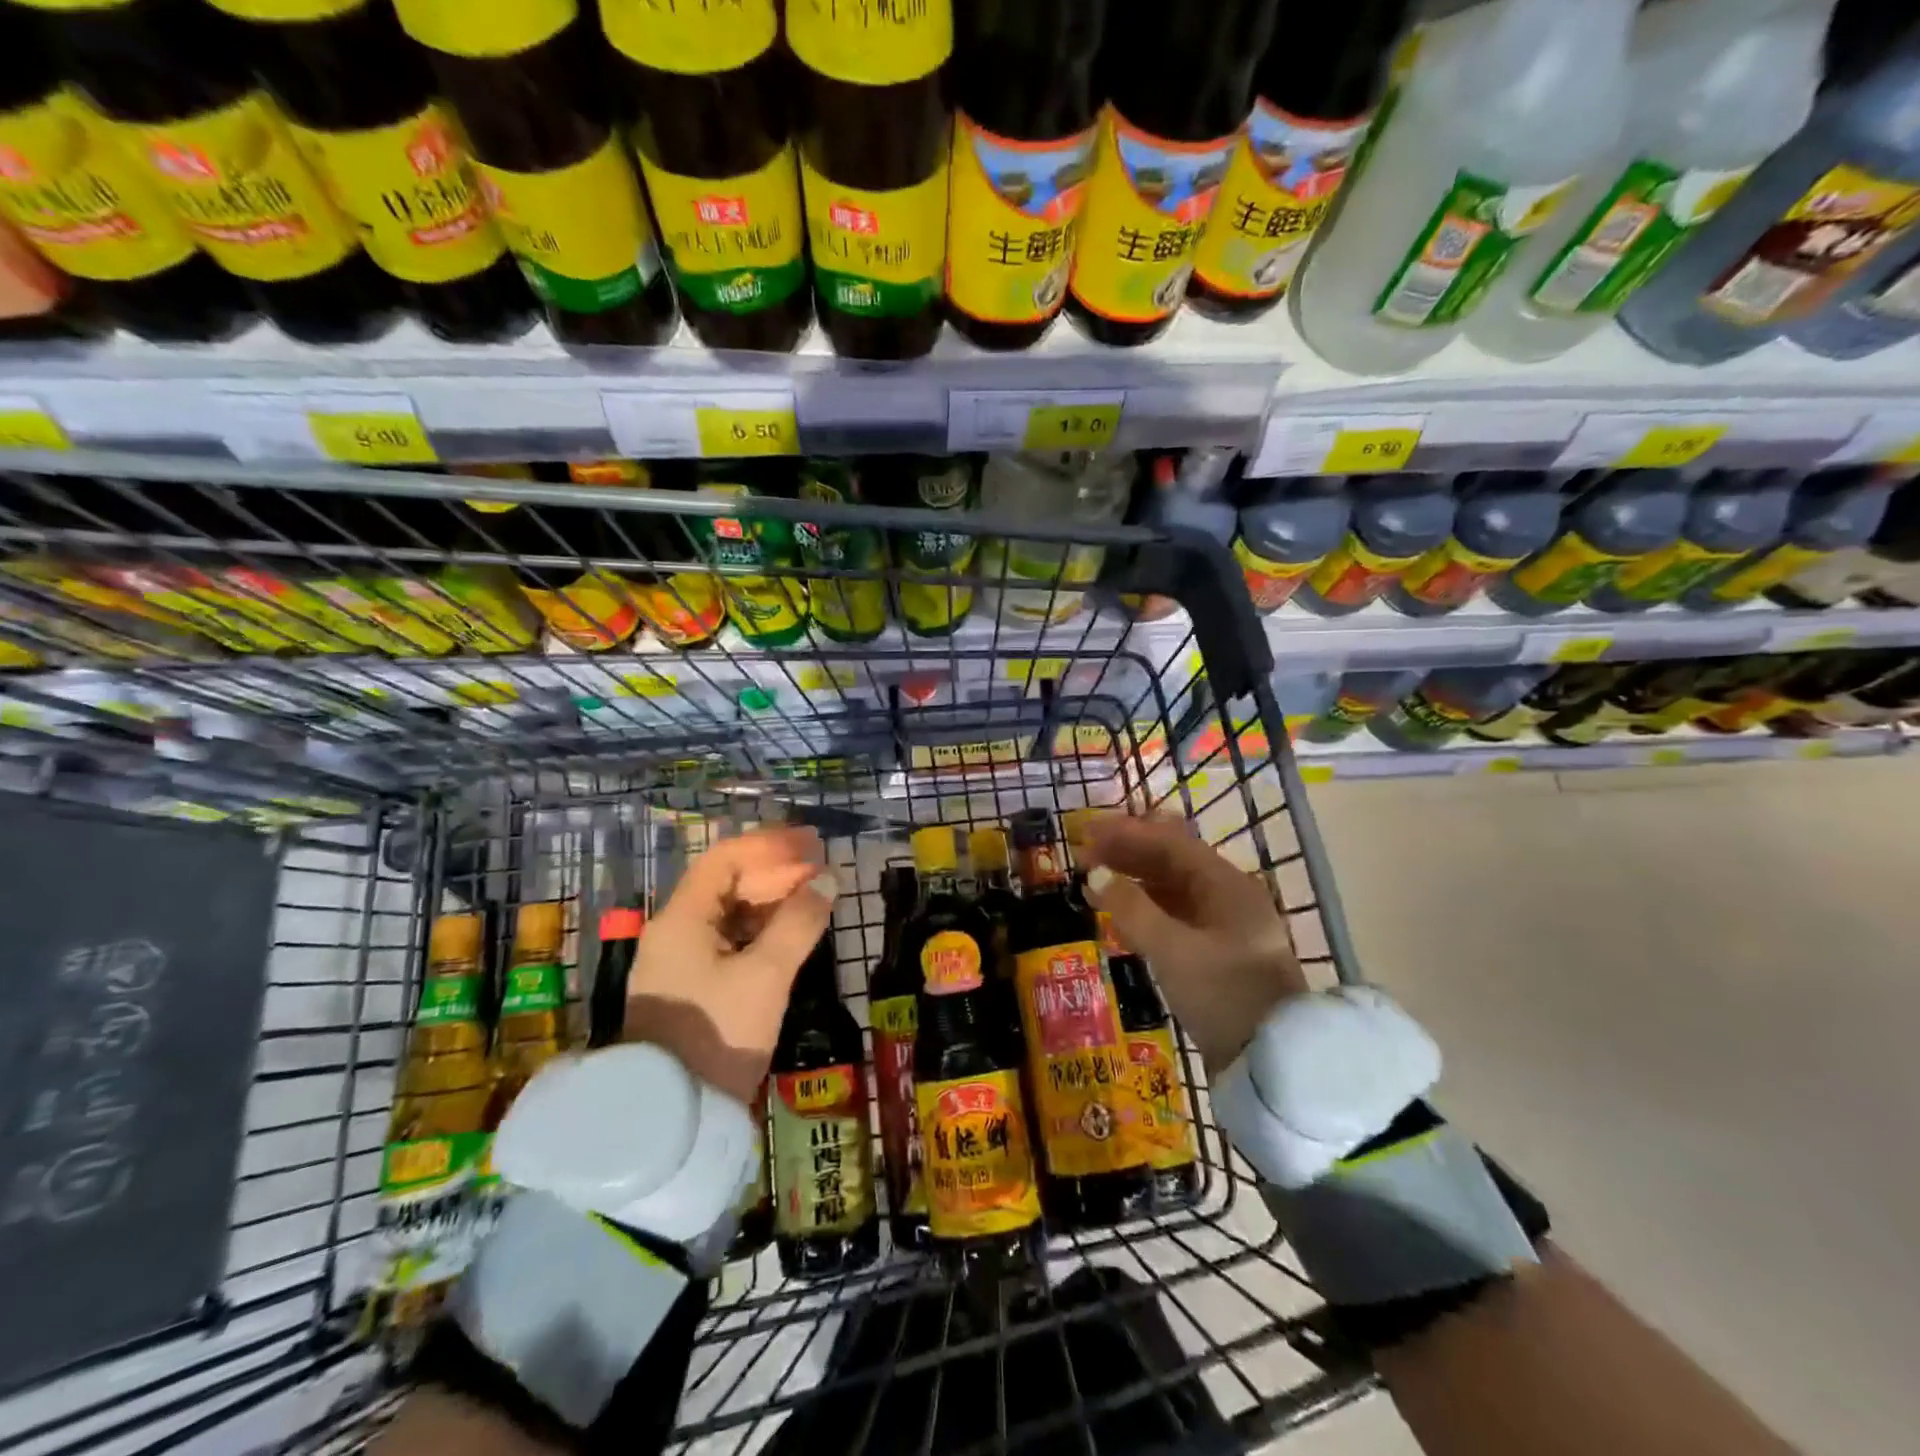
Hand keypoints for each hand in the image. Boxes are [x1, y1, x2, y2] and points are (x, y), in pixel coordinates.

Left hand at [623, 826, 836, 1105]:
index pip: (726, 858)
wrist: (671, 1120)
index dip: (772, 845)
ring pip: (730, 912)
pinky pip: (730, 940)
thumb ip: (799, 922)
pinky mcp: (692, 987)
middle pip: (728, 882)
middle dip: (777, 870)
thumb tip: (827, 879)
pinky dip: (762, 928)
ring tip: (814, 896)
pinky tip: (791, 932)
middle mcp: (675, 931)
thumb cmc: (718, 1035)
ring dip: (772, 898)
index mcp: (682, 919)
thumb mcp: (766, 976)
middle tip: (823, 869)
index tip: (814, 844)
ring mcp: (681, 961)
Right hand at [1082, 812, 1305, 1070]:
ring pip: (1172, 889)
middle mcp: (1228, 896)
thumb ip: (1131, 908)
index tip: (1087, 833)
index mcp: (1226, 885)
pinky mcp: (1218, 952)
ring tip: (1093, 885)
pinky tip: (1120, 917)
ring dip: (1133, 882)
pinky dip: (1146, 910)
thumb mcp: (1172, 950)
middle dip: (1127, 855)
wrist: (1270, 1061)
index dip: (1126, 834)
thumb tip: (1096, 874)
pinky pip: (1176, 916)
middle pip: (1171, 862)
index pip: (1170, 843)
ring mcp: (1225, 925)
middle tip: (1084, 857)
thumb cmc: (1222, 994)